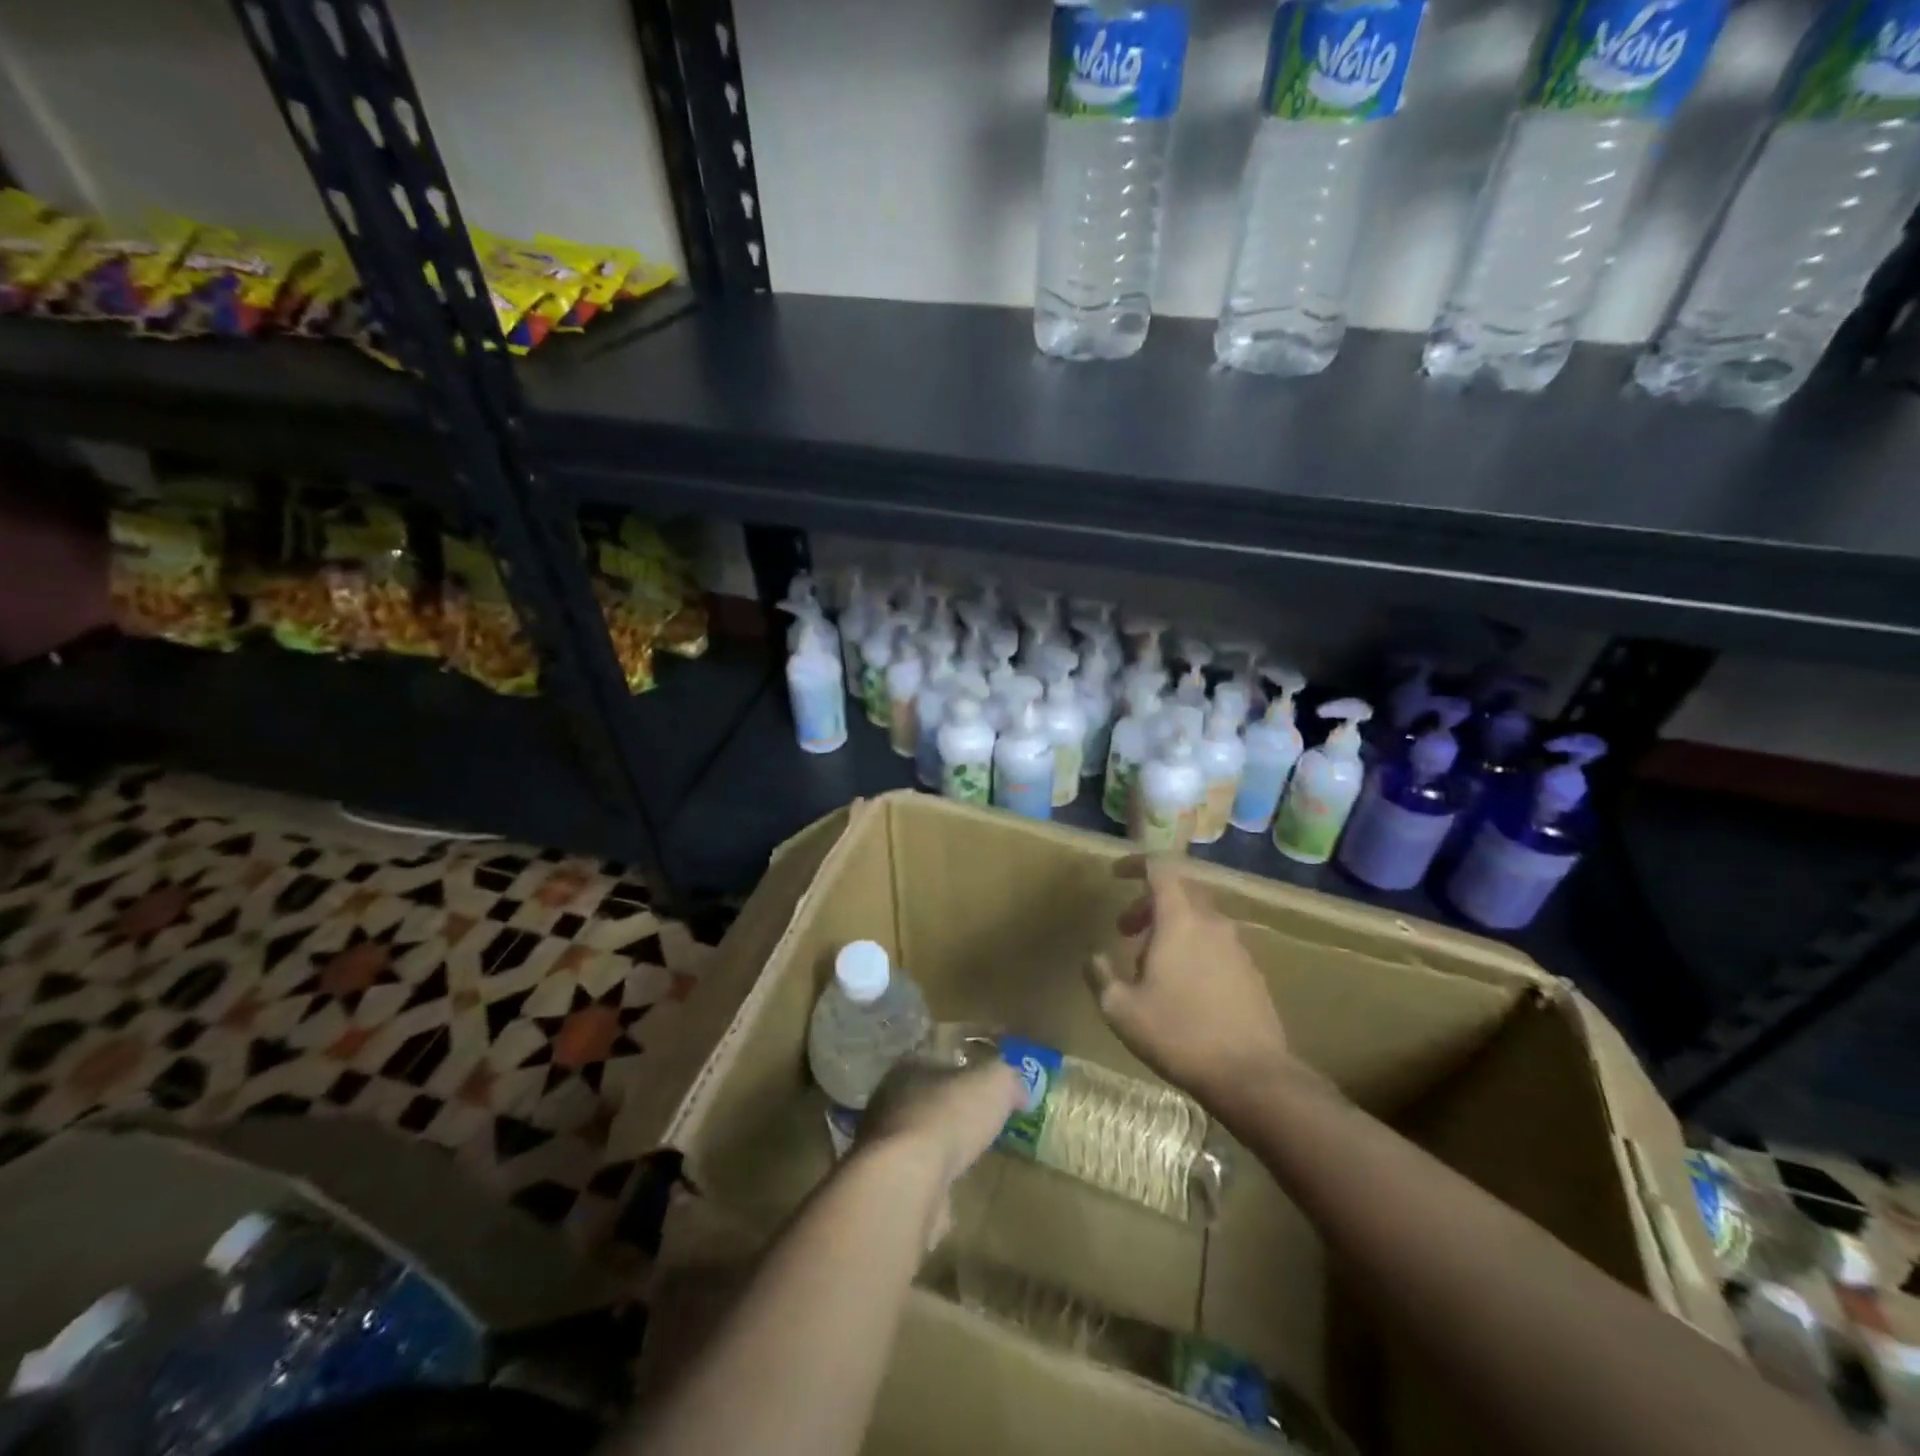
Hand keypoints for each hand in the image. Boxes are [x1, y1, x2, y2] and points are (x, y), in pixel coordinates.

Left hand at [856, 1058, 1022, 1187]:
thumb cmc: (949, 1116)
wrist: (908, 1179)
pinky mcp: (888, 1181)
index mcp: (911, 1065)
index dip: (964, 1068)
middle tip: (981, 1121)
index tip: (986, 1084)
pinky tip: (953, 1186)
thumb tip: (1019, 1090)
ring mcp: (884, 1142)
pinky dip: (933, 1178)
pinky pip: (917, 1172)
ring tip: (970, 1155)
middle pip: (927, 1096)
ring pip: (919, 1135)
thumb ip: (1008, 1079)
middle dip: (952, 1108)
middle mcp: (890, 1098)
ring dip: (940, 1145)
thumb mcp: (995, 1083)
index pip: (939, 1057)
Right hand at [1085, 856, 1292, 1112]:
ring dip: (1170, 927)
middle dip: (1147, 902)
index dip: (1135, 864)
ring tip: (1149, 964)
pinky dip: (1192, 947)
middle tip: (1125, 929)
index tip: (1115, 875)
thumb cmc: (1179, 1034)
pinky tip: (1181, 986)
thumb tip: (1093, 956)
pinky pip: (1215, 943)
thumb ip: (1101, 975)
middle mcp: (1212, 923)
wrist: (1252, 1075)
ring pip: (1198, 918)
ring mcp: (1237, 946)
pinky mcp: (1251, 971)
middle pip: (1179, 891)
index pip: (1160, 868)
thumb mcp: (1121, 1009)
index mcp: (1180, 920)